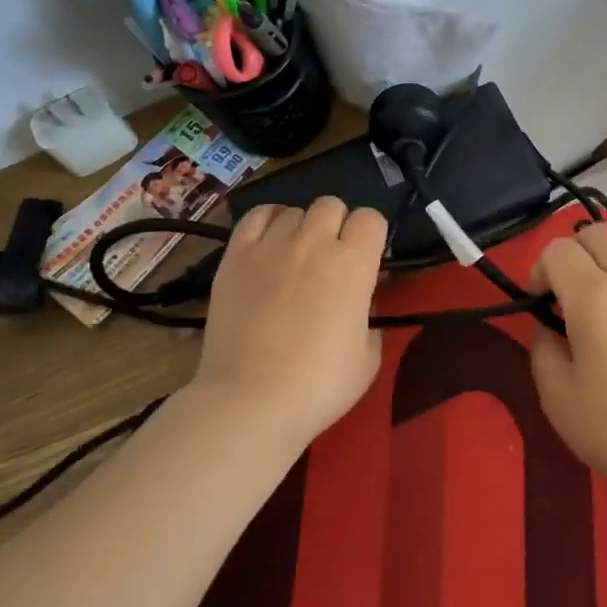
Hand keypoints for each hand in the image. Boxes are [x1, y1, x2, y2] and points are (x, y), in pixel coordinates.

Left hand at [195, 197, 387, 452]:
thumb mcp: (368, 356)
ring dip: (302, 227)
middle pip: (331, 205)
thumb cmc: (318, 385)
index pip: (371, 218)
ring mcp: (271, 245)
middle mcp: (314, 242)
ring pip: (294, 210)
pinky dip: (268, 221)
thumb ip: (369, 317)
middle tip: (330, 258)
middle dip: (337, 225)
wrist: (250, 401)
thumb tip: (360, 302)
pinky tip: (269, 242)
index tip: (366, 259)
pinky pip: (256, 216)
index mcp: (354, 264)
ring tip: (295, 256)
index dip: (371, 235)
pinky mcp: (235, 255)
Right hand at [528, 222, 606, 493]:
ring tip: (604, 332)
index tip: (538, 304)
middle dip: (574, 251)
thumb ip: (542, 348)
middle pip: (600, 234)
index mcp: (595, 297)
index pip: (559, 249)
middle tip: (566, 293)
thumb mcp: (556, 395)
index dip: (539, 269)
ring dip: (606, 280)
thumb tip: (549, 329)